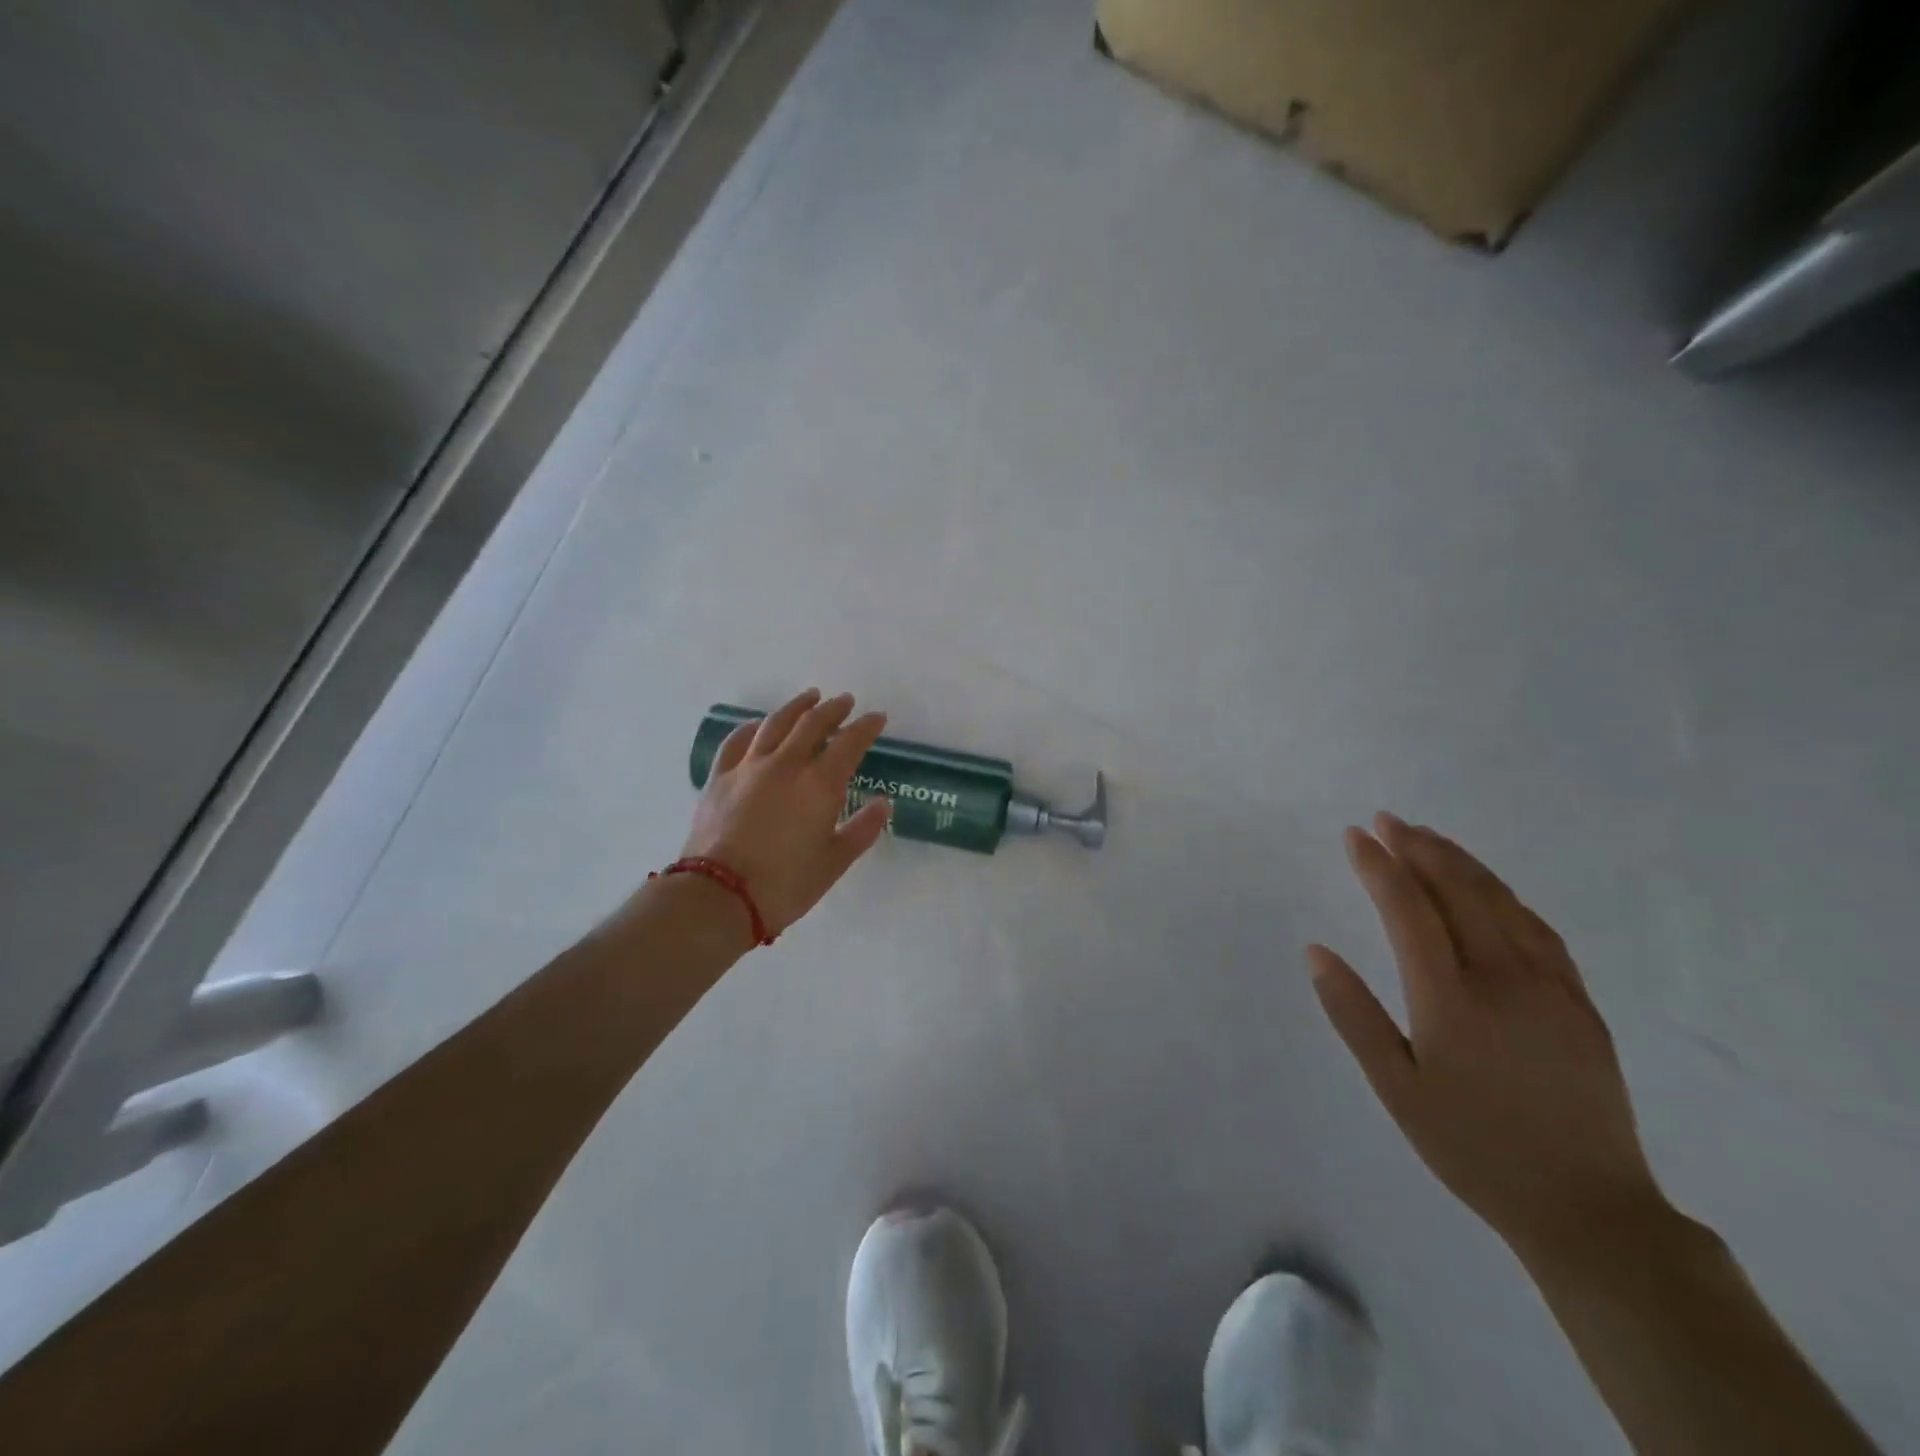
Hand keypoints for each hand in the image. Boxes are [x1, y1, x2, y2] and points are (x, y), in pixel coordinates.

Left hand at [679, 689, 891, 935]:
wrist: (719, 896)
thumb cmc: (786, 883)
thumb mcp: (835, 861)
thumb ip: (863, 829)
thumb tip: (883, 804)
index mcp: (820, 783)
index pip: (850, 742)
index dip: (866, 727)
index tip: (877, 718)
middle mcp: (786, 764)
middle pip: (812, 723)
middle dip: (833, 709)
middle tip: (845, 702)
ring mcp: (749, 766)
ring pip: (775, 723)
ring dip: (796, 707)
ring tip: (809, 697)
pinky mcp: (720, 777)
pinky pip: (737, 741)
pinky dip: (751, 727)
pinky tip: (758, 725)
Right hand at [1308, 814, 1670, 1265]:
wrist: (1588, 1209)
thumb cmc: (1472, 1148)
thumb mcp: (1396, 1089)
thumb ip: (1353, 1014)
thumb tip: (1316, 951)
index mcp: (1451, 999)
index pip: (1408, 910)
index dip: (1379, 866)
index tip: (1354, 835)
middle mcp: (1503, 979)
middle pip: (1458, 892)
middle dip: (1418, 849)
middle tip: (1386, 820)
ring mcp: (1550, 987)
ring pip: (1501, 902)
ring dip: (1460, 862)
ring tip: (1428, 837)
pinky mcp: (1580, 1003)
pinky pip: (1538, 929)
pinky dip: (1505, 895)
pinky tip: (1488, 887)